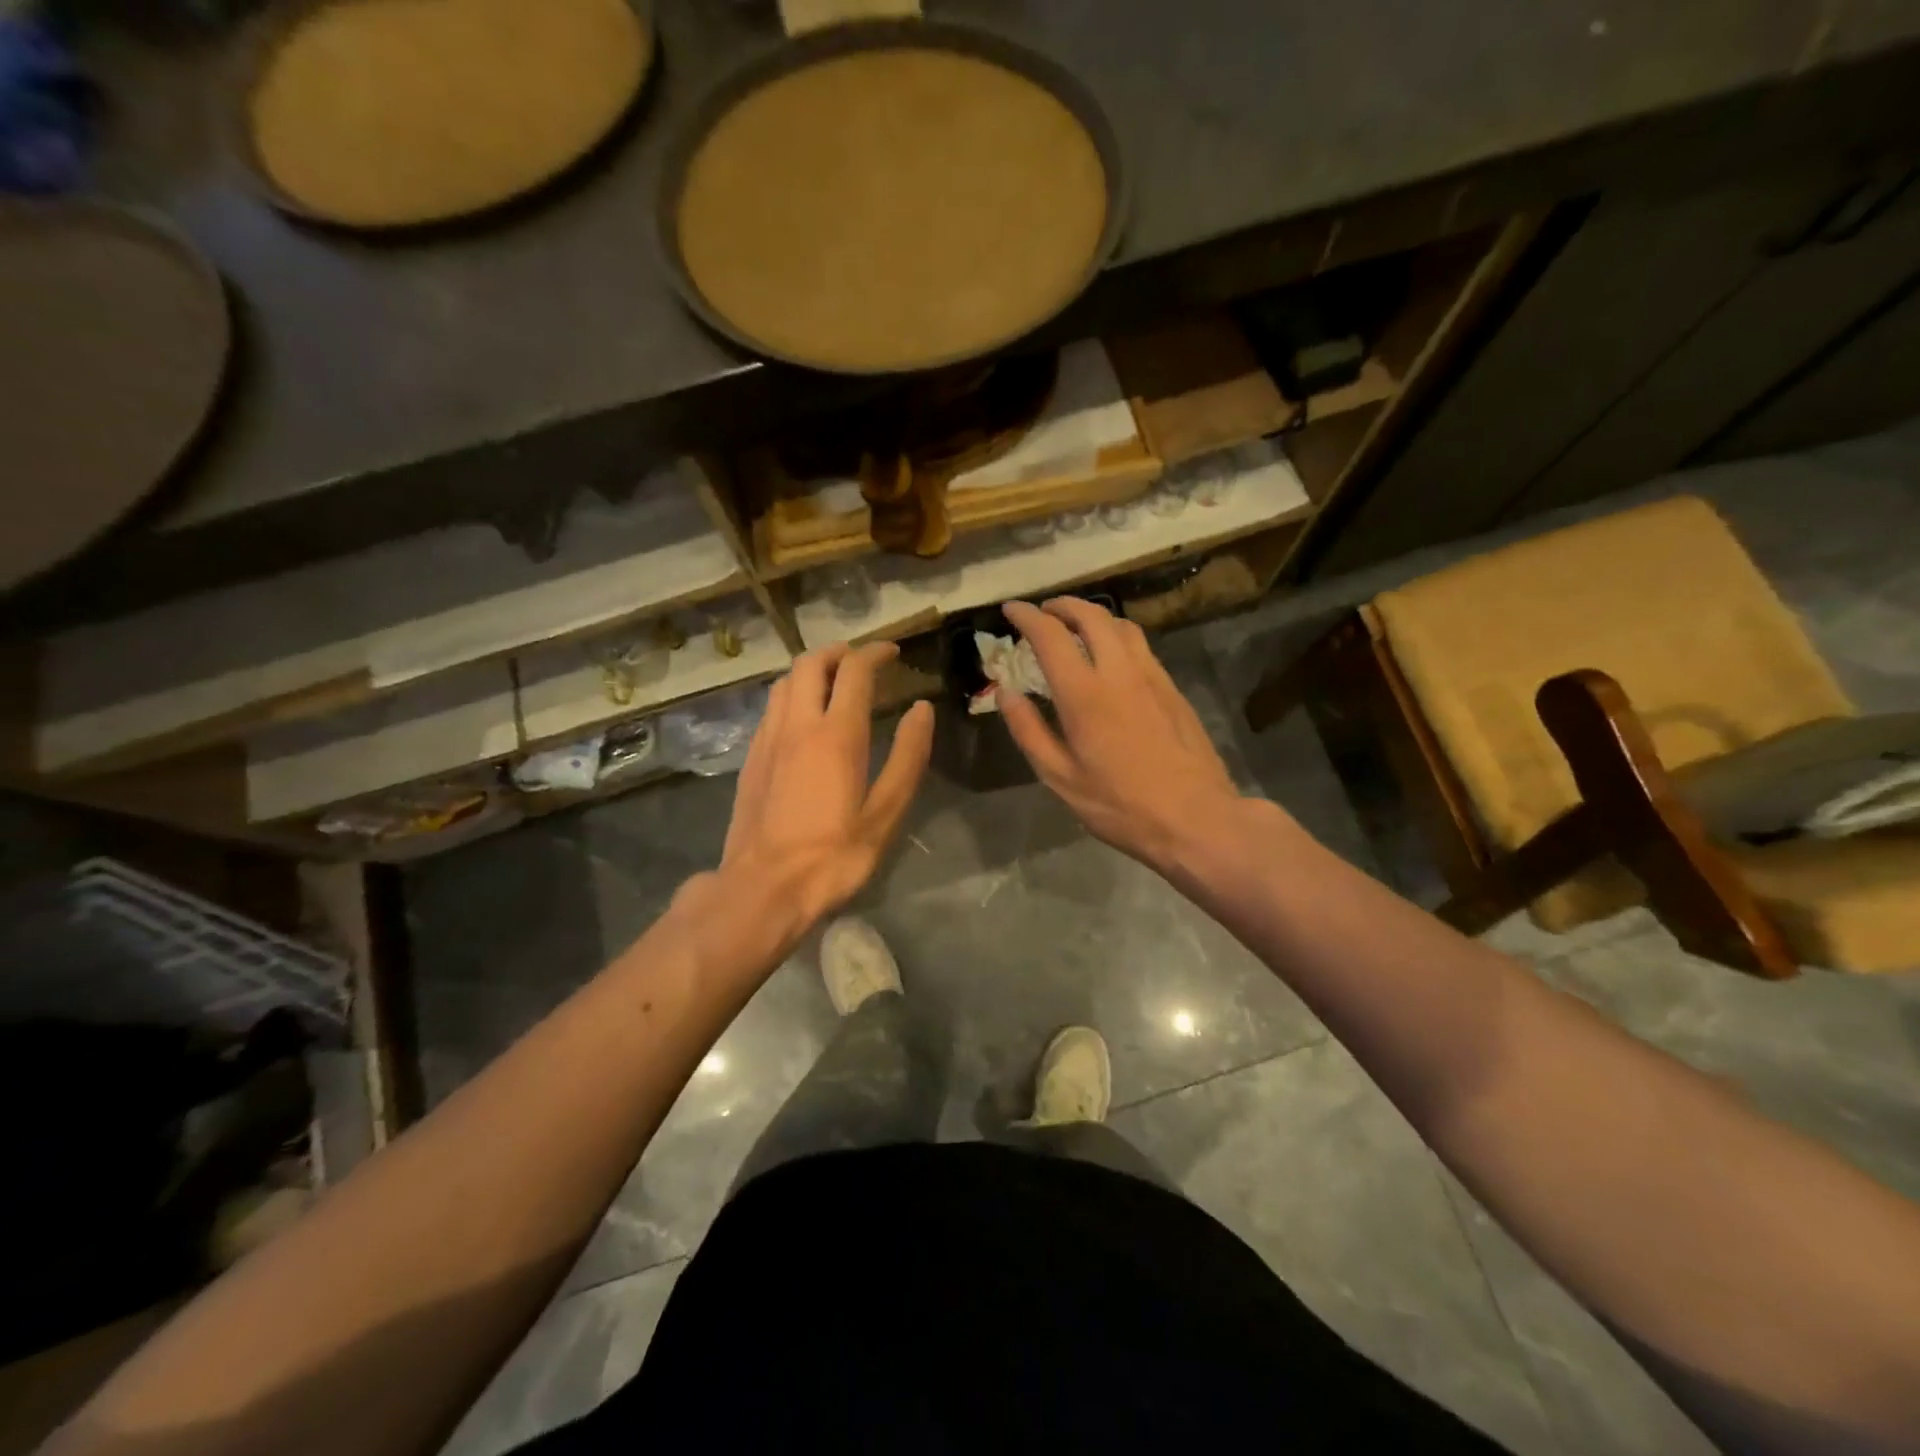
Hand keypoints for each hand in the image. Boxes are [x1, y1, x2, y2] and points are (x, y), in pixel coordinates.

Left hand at [720, 641, 933, 938]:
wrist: (762, 889)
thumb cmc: (832, 857)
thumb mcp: (885, 813)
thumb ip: (907, 757)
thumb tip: (921, 710)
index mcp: (836, 734)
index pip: (855, 671)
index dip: (876, 652)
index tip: (893, 652)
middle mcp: (797, 725)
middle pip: (811, 663)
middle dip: (839, 652)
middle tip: (862, 660)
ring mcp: (767, 740)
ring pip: (785, 682)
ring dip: (811, 670)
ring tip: (834, 683)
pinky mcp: (751, 759)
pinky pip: (771, 709)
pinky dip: (792, 696)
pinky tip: (803, 720)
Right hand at [1000, 599, 1243, 871]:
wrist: (1195, 818)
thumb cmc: (1120, 805)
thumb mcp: (1061, 778)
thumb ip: (1029, 731)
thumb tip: (1006, 694)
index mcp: (1084, 694)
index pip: (1050, 636)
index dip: (1027, 616)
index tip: (1011, 609)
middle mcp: (1119, 672)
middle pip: (1091, 616)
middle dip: (1063, 605)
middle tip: (1044, 612)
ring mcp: (1152, 677)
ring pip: (1122, 625)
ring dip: (1094, 616)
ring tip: (1076, 627)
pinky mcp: (1173, 689)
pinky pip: (1141, 646)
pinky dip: (1117, 636)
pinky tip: (1112, 658)